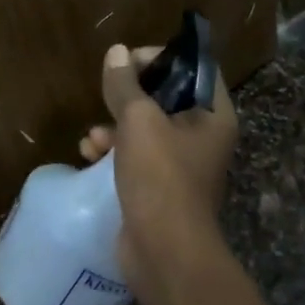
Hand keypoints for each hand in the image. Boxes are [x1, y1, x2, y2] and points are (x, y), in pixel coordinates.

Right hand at [78, 42, 237, 287]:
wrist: (164, 252)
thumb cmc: (160, 176)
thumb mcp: (138, 121)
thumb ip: (125, 84)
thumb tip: (116, 51)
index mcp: (214, 115)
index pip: (195, 68)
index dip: (162, 58)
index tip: (129, 61)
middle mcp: (204, 136)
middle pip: (167, 98)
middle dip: (131, 94)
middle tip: (107, 91)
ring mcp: (183, 164)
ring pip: (148, 128)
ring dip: (116, 125)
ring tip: (93, 135)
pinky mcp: (161, 188)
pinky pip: (137, 156)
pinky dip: (115, 151)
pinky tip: (89, 154)